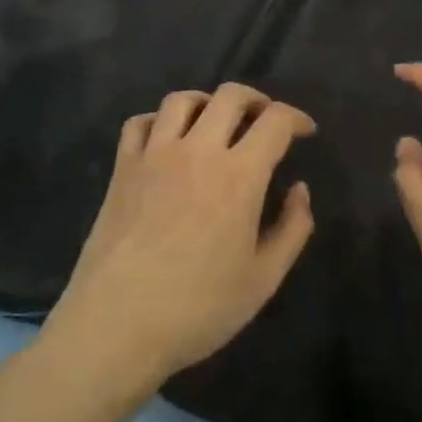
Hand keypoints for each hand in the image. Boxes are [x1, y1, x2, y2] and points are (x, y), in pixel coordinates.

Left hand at [47, 84, 316, 385]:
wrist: (116, 326)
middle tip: (265, 120)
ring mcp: (154, 155)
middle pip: (230, 96)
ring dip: (207, 102)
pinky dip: (158, 120)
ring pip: (182, 100)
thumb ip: (293, 228)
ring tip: (216, 123)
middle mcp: (197, 151)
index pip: (275, 121)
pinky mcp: (122, 169)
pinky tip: (167, 140)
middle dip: (257, 100)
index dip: (296, 118)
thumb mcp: (263, 278)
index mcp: (239, 175)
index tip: (305, 132)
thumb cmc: (198, 308)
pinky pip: (138, 123)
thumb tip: (299, 189)